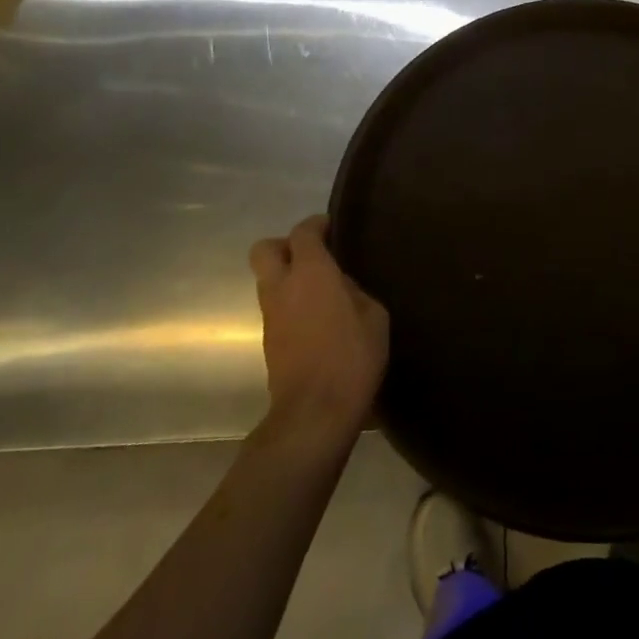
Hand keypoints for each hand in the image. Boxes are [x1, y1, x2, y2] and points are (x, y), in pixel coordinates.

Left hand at [249, 216, 388, 443]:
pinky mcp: (269, 343)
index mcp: (310, 272)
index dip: (316, 224)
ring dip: (287, 277)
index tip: (333, 227)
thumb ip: (354, 290)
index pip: (302, 232)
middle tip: (314, 254)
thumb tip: (340, 285)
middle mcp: (282, 287)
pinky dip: (291, 303)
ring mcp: (270, 317)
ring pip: (268, 281)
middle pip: (265, 250)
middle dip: (285, 245)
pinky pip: (276, 307)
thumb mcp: (373, 316)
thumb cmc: (351, 357)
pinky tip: (317, 316)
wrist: (315, 414)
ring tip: (321, 287)